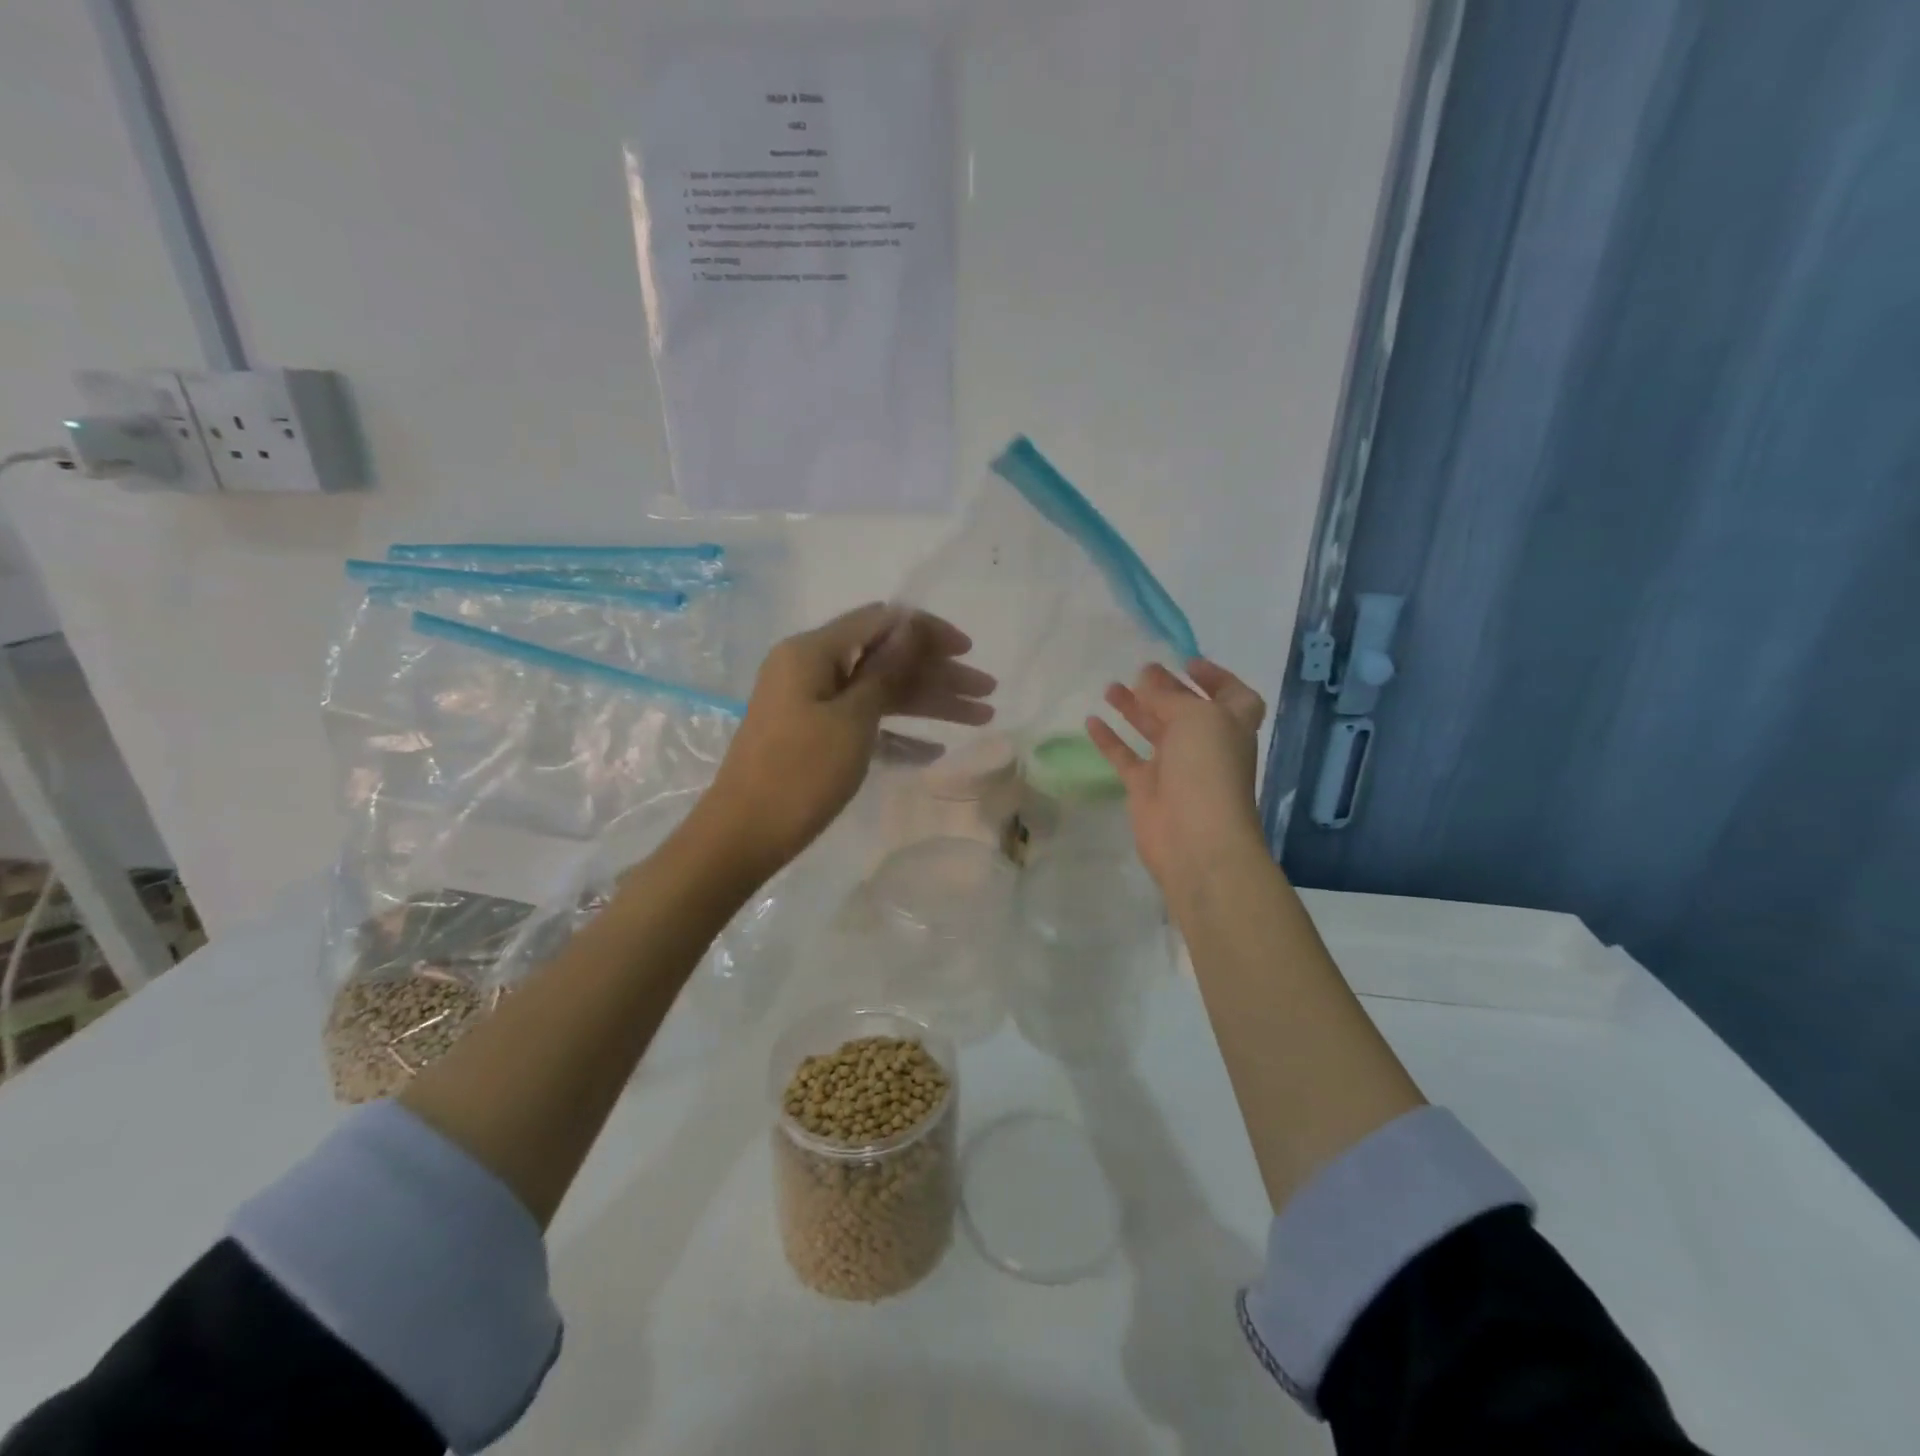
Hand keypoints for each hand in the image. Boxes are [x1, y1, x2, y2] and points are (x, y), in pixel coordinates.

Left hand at [695, 603, 994, 875]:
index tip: (969, 651)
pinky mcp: (813, 736)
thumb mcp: (852, 719)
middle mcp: (811, 668)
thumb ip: (886, 670)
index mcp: (812, 652)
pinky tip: (934, 750)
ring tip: (981, 718)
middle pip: (886, 659)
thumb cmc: (799, 774)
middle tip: (988, 693)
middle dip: (939, 673)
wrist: (743, 836)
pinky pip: (864, 723)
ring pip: (880, 693)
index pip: (881, 622)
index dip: (928, 632)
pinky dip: (898, 733)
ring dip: (929, 703)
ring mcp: (811, 703)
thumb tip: (912, 623)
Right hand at [1086, 660, 1268, 894]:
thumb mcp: (1195, 717)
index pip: (1233, 696)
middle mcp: (1205, 744)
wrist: (1195, 838)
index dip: (1216, 678)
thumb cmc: (1208, 768)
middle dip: (1166, 689)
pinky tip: (1091, 720)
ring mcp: (1174, 768)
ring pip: (1153, 730)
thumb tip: (1147, 679)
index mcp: (1230, 725)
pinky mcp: (1146, 788)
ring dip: (1135, 708)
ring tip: (1110, 687)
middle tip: (1140, 671)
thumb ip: (1168, 696)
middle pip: (1185, 710)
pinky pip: (1126, 757)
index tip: (1187, 663)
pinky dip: (1110, 739)